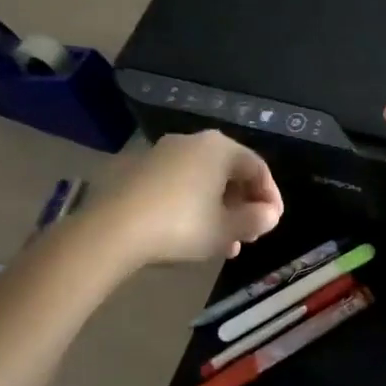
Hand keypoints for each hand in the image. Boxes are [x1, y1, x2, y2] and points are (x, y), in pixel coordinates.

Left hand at [95, 131, 283, 266]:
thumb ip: (255, 220)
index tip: (273, 223)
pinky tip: (192, 234)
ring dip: (219, 210)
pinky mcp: (139, 170)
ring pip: (203, 181)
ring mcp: (162, 153)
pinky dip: (193, 206)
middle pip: (229, 172)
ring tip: (224, 243)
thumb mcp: (226, 229)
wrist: (113, 229)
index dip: (271, 196)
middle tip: (249, 234)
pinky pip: (179, 184)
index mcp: (220, 147)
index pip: (258, 167)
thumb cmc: (182, 225)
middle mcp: (193, 142)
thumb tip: (269, 215)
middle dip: (243, 206)